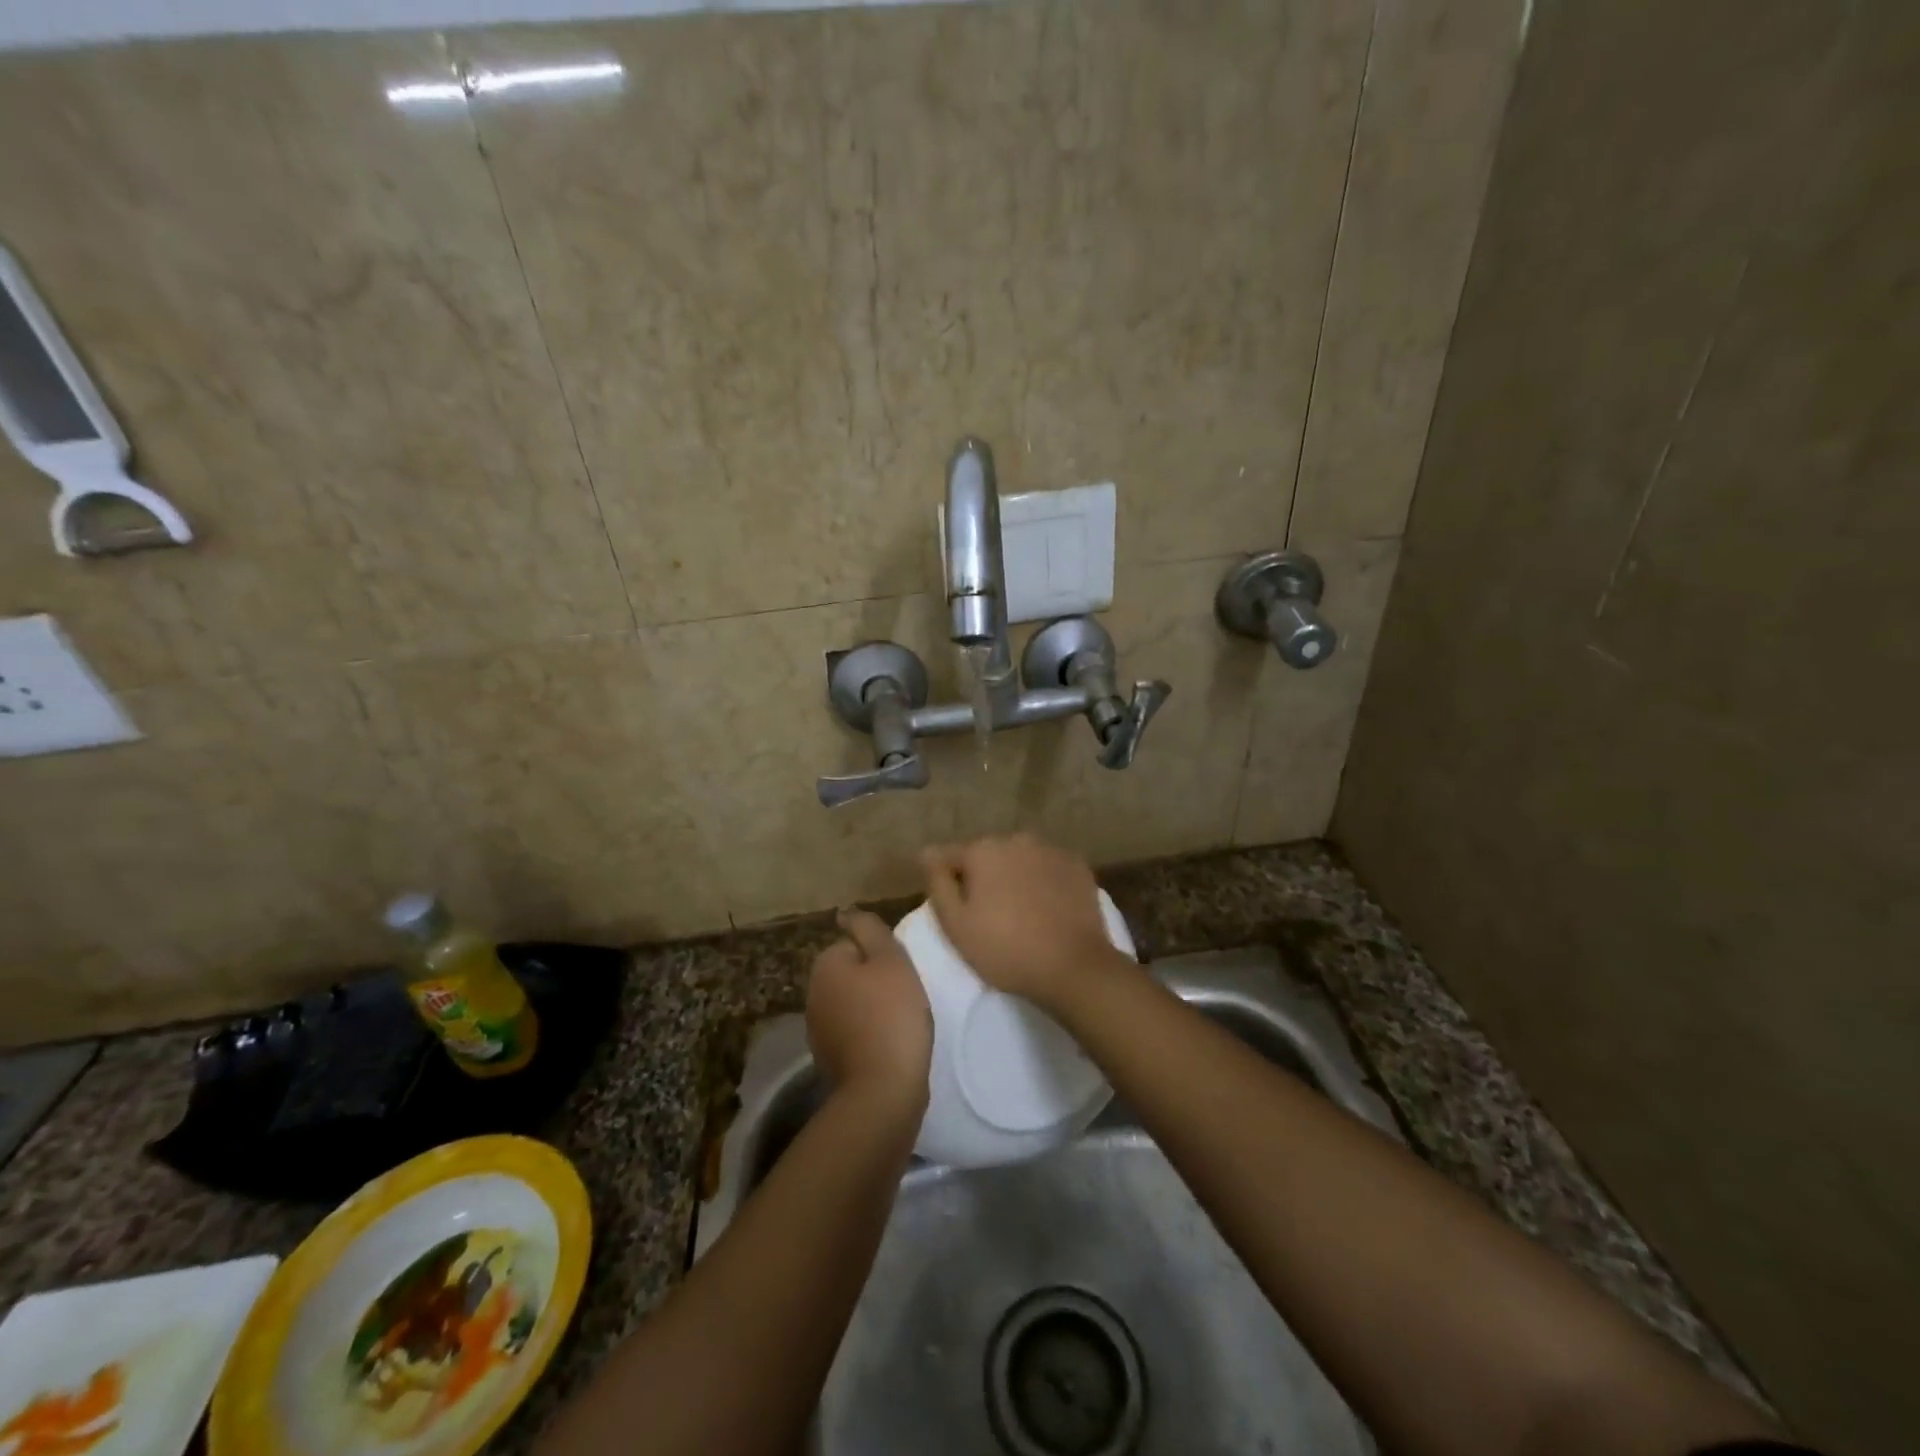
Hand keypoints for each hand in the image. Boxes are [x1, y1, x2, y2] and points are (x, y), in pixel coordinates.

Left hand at [806, 908, 933, 1116]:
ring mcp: (817, 1029)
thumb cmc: (892, 1015)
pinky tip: (889, 1044)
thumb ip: (869, 929)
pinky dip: (868, 1034)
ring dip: (871, 1008)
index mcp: (825, 965)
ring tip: (900, 1021)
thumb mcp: (891, 959)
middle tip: (905, 995)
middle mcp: (812, 994)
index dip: (881, 956)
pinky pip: (852, 1032)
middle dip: (874, 981)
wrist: (882, 1090)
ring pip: (851, 1003)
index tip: (901, 973)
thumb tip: (845, 912)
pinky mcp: (829, 1058)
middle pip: (851, 973)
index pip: (854, 944)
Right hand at [921, 834, 1135, 1012]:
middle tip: (987, 914)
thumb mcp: (956, 925)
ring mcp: (1051, 850)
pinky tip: (1046, 909)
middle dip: (983, 876)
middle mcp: (1016, 840)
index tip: (953, 907)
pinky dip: (1043, 882)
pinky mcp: (1078, 866)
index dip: (946, 880)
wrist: (1073, 966)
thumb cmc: (1005, 949)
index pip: (949, 856)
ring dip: (1014, 877)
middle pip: (987, 856)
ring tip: (1019, 912)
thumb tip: (927, 853)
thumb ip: (938, 883)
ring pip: (1020, 860)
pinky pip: (1048, 869)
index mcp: (983, 850)